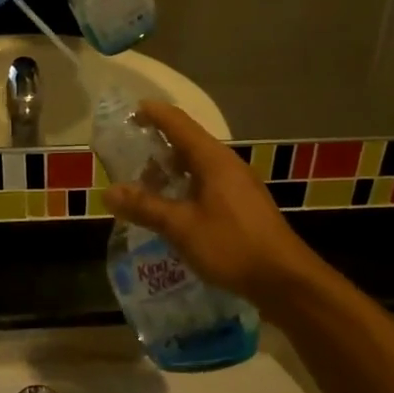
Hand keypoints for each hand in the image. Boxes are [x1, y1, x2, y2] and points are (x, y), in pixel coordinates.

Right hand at [103, 102, 317, 305]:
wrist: (284, 279)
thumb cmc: (232, 245)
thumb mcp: (182, 227)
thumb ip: (146, 207)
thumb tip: (109, 191)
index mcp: (213, 159)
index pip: (178, 123)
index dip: (153, 114)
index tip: (129, 113)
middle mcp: (227, 164)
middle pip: (188, 143)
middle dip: (157, 147)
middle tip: (128, 159)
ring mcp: (238, 185)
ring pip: (198, 166)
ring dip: (170, 172)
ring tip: (144, 188)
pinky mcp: (242, 205)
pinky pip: (207, 184)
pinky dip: (185, 188)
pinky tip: (172, 210)